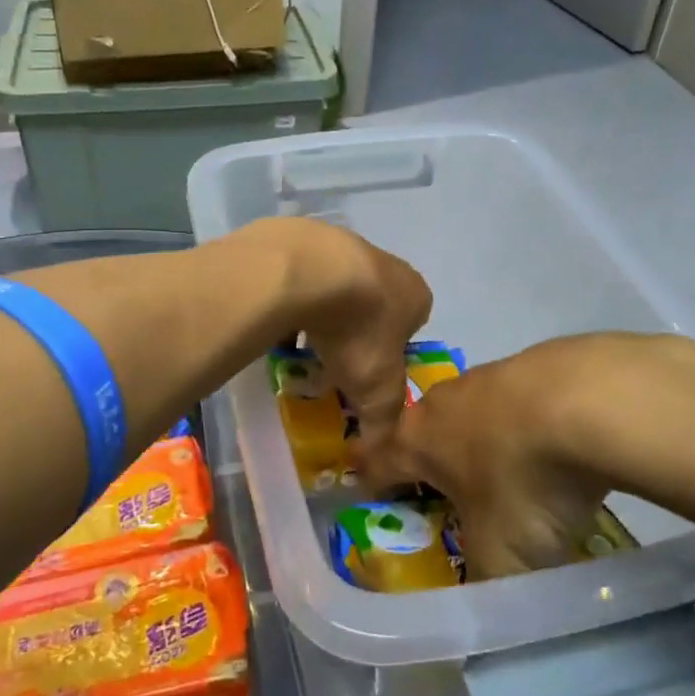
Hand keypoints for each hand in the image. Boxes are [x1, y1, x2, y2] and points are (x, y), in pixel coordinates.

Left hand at [259, 219, 432, 453]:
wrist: (310, 272)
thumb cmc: (358, 330)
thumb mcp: (377, 390)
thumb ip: (383, 424)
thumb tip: (378, 457)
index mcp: (415, 294)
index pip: (411, 327)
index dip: (390, 353)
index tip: (365, 373)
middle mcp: (387, 265)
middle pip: (374, 306)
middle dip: (355, 332)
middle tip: (331, 360)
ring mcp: (346, 246)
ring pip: (338, 288)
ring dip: (324, 313)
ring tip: (301, 340)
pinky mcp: (308, 238)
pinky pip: (304, 276)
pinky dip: (296, 296)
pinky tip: (279, 316)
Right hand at [365, 333, 694, 577]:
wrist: (594, 401)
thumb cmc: (525, 479)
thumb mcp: (502, 556)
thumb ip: (485, 586)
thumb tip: (486, 611)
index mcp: (419, 439)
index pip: (378, 462)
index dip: (370, 482)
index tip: (367, 495)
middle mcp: (445, 400)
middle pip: (425, 432)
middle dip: (432, 462)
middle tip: (448, 495)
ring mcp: (492, 374)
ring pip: (474, 413)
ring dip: (484, 441)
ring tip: (512, 474)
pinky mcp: (538, 361)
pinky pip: (520, 401)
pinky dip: (529, 424)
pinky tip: (561, 446)